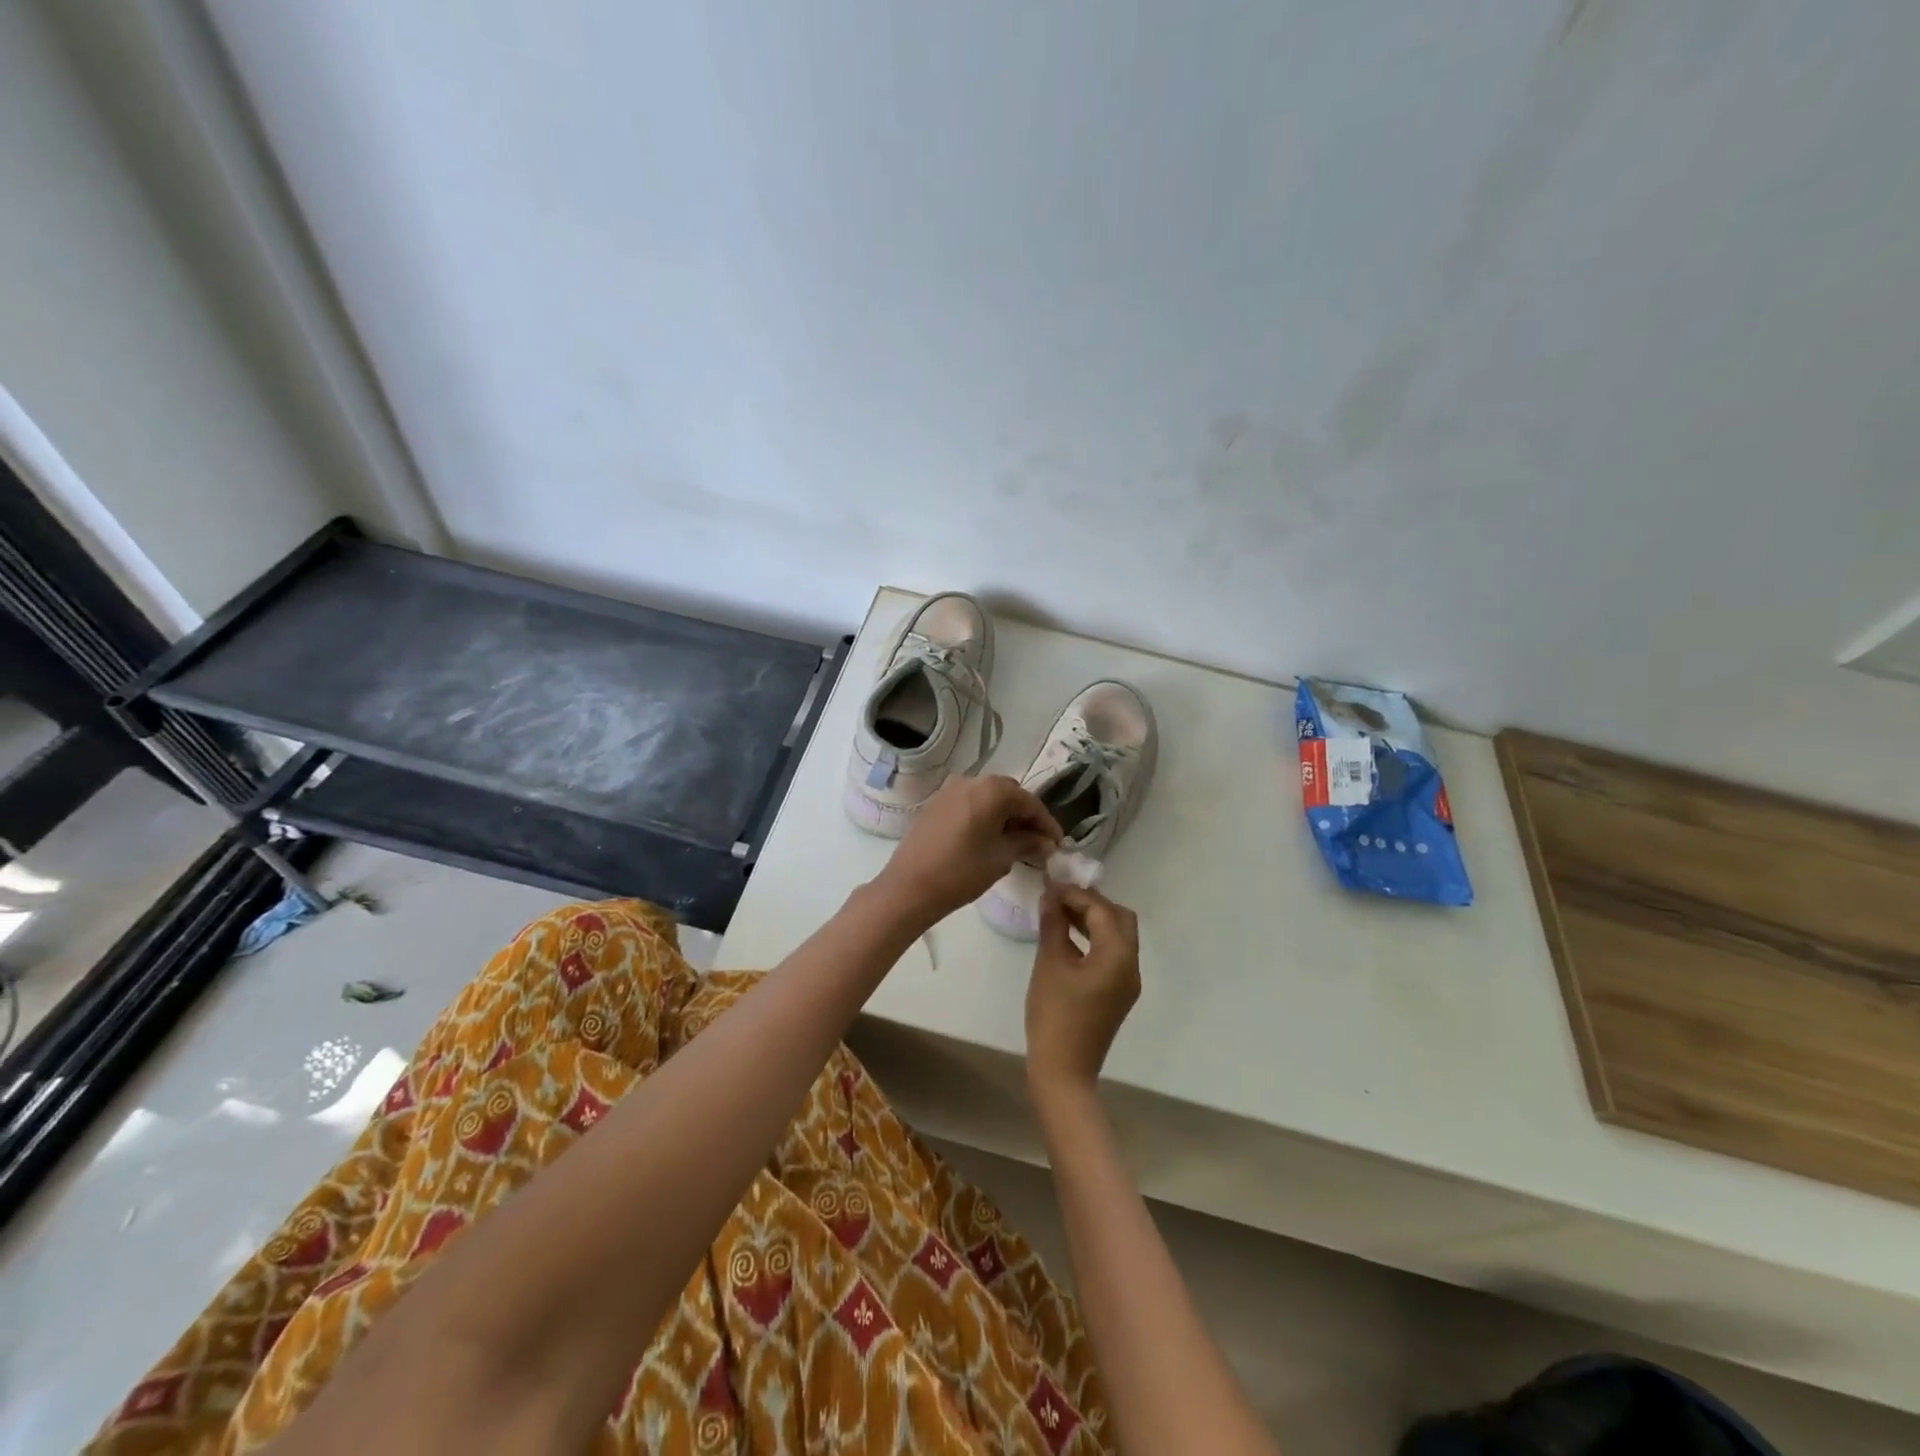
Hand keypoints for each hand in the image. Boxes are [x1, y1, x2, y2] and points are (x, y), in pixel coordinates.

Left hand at [877, 775, 1062, 928]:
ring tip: (1014, 842)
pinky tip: (988, 838)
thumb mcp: (1001, 858)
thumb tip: (1045, 842)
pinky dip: (983, 816)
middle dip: (1024, 816)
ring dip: (1003, 816)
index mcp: (992, 789)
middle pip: (1008, 794)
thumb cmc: (962, 871)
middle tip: (1037, 842)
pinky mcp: (935, 803)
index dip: (1046, 823)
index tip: (1057, 843)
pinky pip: (969, 804)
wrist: (910, 886)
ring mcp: (950, 790)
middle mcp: (971, 780)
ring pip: (987, 798)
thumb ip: (1027, 843)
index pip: (1029, 802)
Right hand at [1025, 884, 1140, 1104]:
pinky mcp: (1118, 994)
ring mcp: (1127, 982)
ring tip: (1059, 912)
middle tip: (1060, 897)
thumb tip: (1050, 896)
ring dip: (1093, 920)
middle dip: (1092, 903)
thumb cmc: (1054, 1014)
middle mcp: (1131, 965)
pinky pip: (1112, 954)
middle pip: (1120, 919)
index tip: (1050, 886)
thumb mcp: (1050, 963)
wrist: (1063, 1070)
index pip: (1102, 910)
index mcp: (1118, 956)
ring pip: (1117, 936)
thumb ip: (1053, 925)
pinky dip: (1094, 939)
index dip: (1076, 894)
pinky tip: (1068, 937)